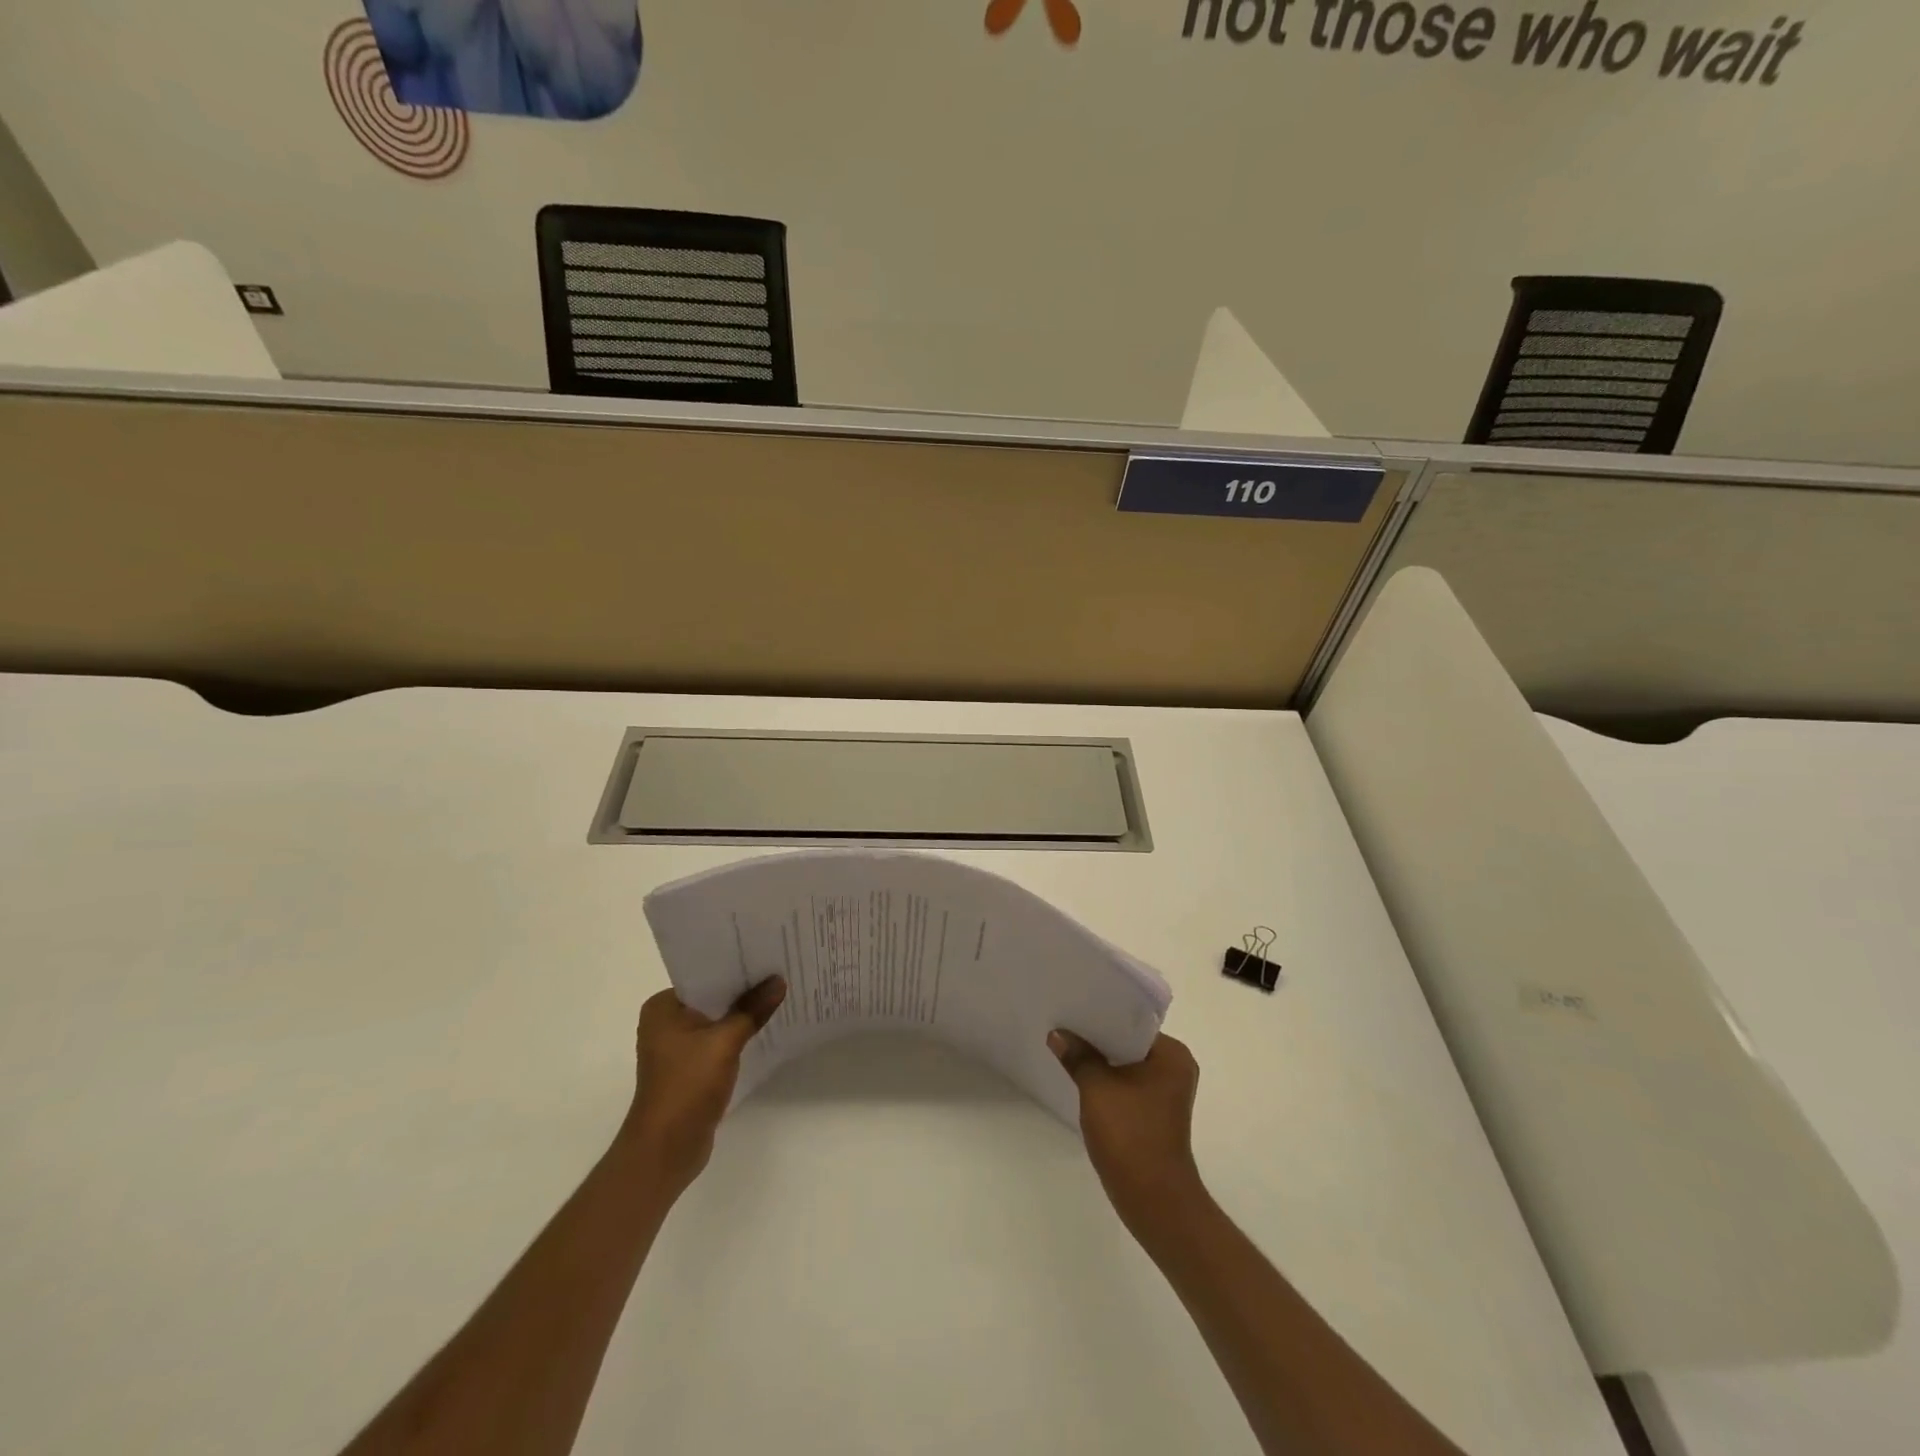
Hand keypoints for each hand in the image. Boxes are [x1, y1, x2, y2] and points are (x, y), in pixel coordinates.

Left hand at [620, 977, 785, 1193]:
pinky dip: (737, 1034)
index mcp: (662, 1007)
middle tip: (780, 970)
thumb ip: (752, 1010)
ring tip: (778, 994)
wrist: (666, 1150)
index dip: (735, 965)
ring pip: (716, 1019)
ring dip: (742, 1013)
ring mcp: (677, 1047)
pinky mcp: (689, 1068)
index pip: (703, 974)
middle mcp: (665, 1022)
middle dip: (743, 989)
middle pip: (712, 996)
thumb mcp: (724, 1042)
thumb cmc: (687, 1087)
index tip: (766, 954)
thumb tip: (778, 981)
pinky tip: (764, 1027)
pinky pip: (718, 1040)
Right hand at [1049, 1029, 1205, 1232]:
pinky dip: (1106, 1079)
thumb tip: (1058, 1034)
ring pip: (1126, 1063)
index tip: (1072, 1006)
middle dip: (1097, 1036)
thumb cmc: (1131, 1136)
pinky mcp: (1155, 1112)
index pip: (1132, 1021)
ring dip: (1100, 1059)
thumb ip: (1078, 1056)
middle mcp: (1175, 1067)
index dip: (1100, 1014)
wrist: (1154, 1200)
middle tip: (1063, 1022)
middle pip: (1128, 1041)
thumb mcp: (1097, 1089)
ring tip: (1066, 1045)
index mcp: (1172, 1054)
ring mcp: (1166, 1092)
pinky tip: (1080, 1075)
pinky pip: (1127, 1083)